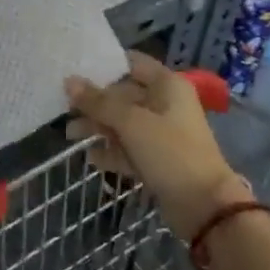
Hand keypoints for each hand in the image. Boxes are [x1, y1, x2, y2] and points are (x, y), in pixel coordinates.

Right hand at [64, 52, 249, 239]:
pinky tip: (90, 158)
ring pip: (124, 123)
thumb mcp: (131, 123)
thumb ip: (99, 102)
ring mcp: (162, 133)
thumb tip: (69, 81)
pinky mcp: (158, 159)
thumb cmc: (170, 152)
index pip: (131, 63)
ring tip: (70, 135)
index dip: (104, 65)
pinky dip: (111, 151)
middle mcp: (165, 103)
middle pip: (124, 95)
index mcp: (166, 85)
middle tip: (64, 109)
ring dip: (99, 127)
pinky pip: (129, 148)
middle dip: (95, 102)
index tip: (74, 69)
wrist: (204, 205)